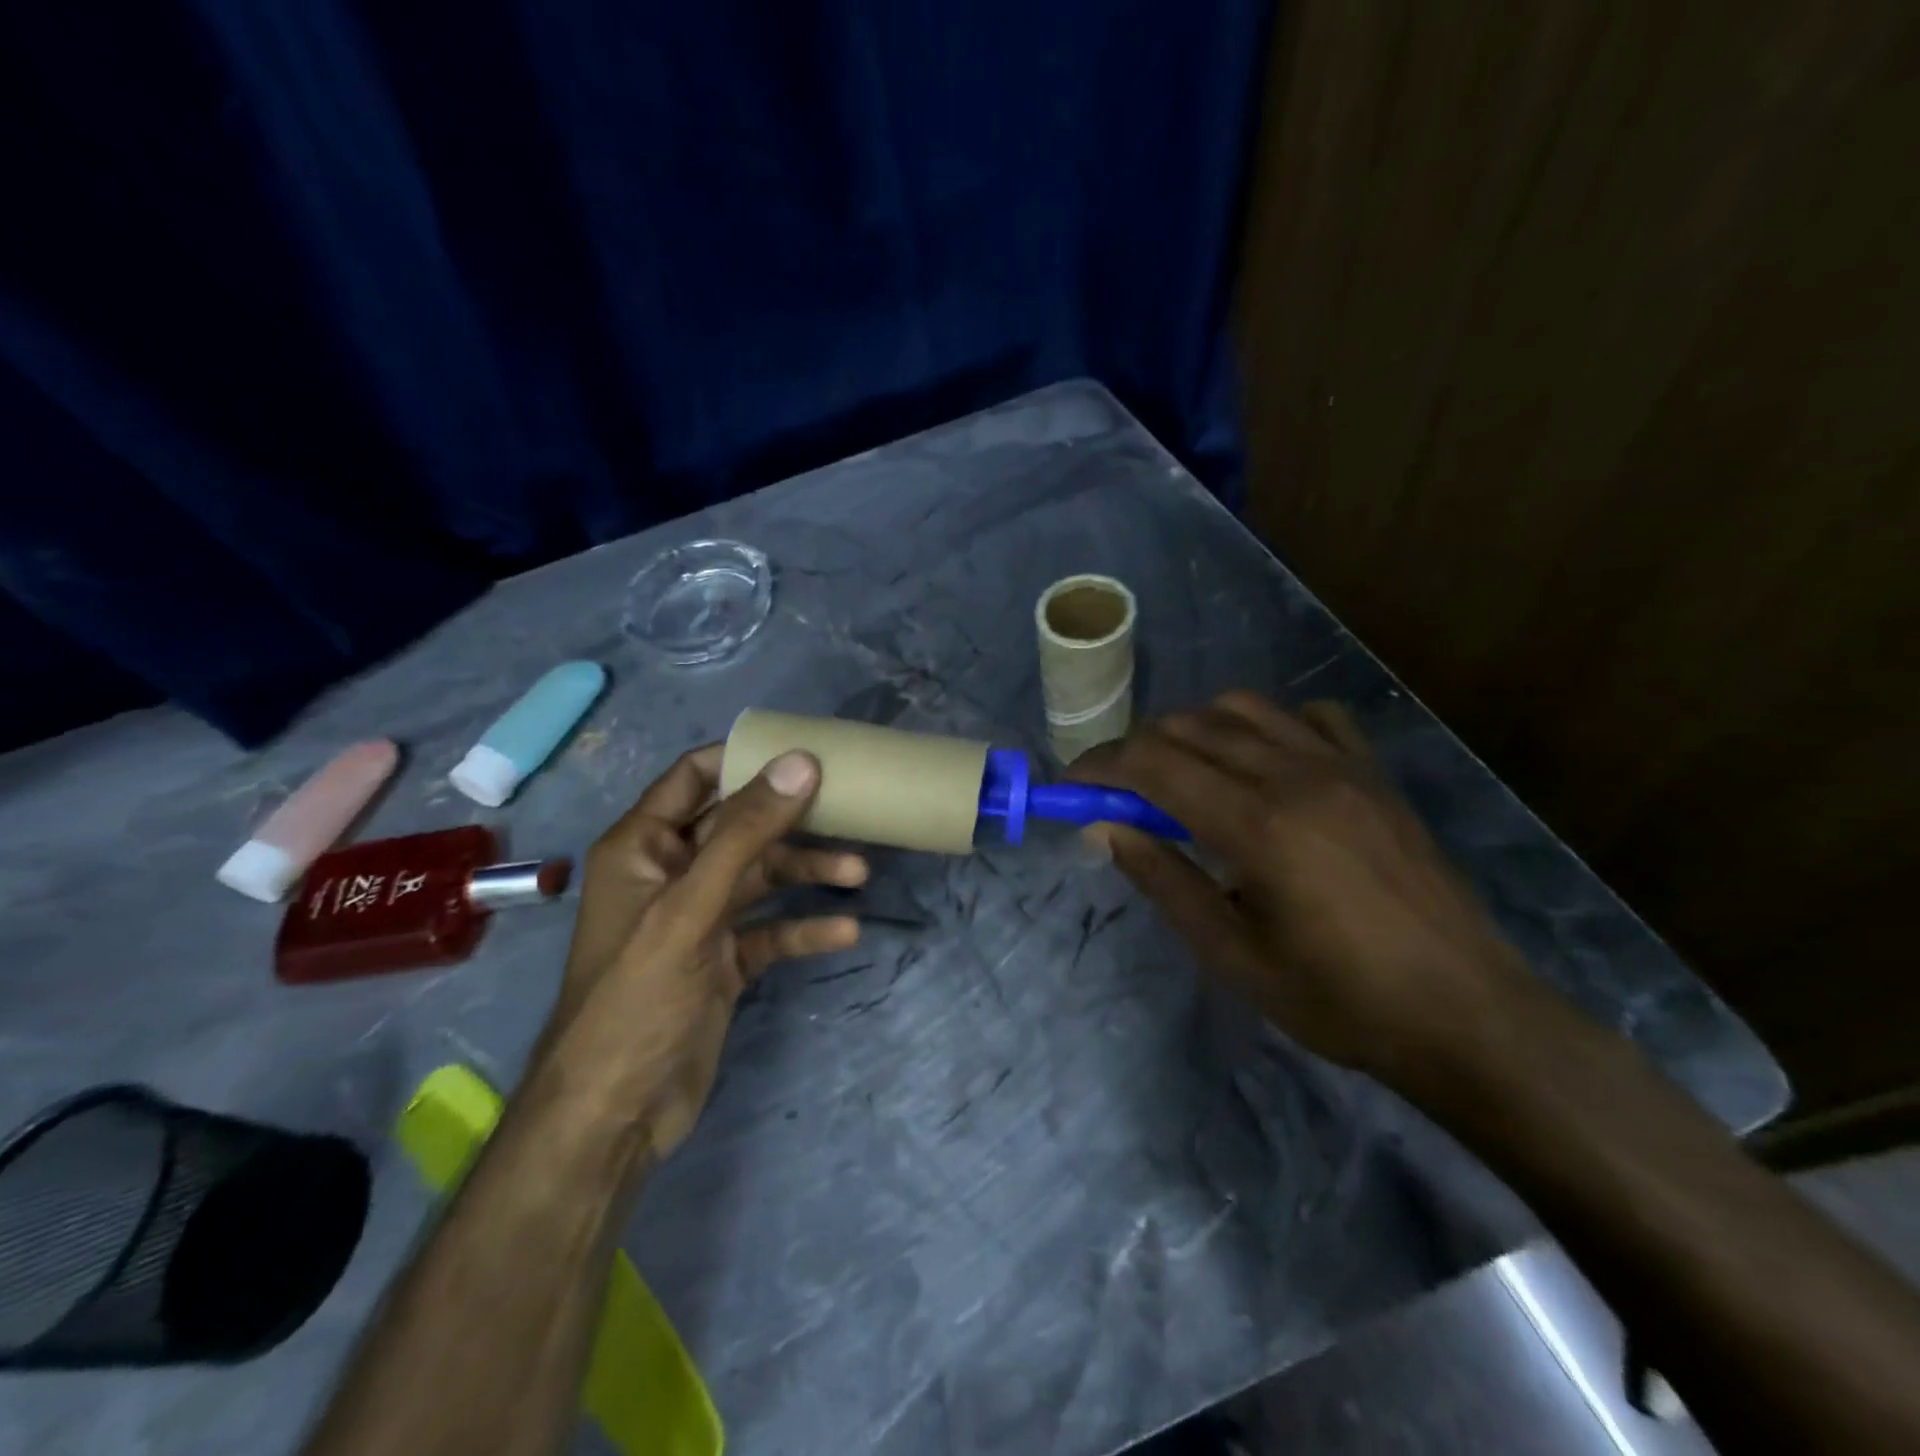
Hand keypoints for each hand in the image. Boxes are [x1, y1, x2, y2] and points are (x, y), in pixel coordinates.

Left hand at [543, 745, 866, 1164]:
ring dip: (807, 873)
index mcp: (643, 846)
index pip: (696, 776)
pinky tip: (845, 931)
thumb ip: (746, 833)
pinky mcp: (722, 961)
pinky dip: (804, 926)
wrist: (615, 1115)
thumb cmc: (638, 996)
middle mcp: (671, 873)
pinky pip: (770, 929)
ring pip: (761, 878)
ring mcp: (698, 919)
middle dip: (793, 821)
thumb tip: (801, 762)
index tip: (806, 752)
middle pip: (741, 827)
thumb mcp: (692, 907)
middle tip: (852, 812)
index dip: (746, 759)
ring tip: (860, 873)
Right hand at [1069, 692, 1537, 1083]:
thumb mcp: (1232, 954)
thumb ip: (1164, 879)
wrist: (1466, 1014)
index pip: (1153, 763)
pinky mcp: (1375, 773)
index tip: (1071, 787)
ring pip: (1243, 708)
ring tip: (1184, 778)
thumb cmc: (1338, 1000)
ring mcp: (1342, 766)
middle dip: (1137, 750)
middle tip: (1118, 794)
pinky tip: (1263, 767)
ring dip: (1195, 732)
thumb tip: (1104, 830)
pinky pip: (1310, 717)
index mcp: (1257, 824)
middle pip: (1189, 725)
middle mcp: (1296, 775)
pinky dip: (1268, 727)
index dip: (1100, 766)